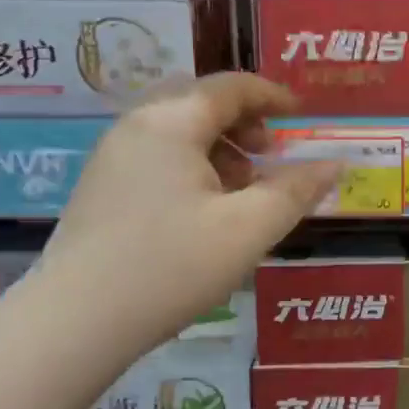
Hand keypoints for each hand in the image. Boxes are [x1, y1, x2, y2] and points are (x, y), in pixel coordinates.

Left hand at [45, 74, 339, 353]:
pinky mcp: (99, 187)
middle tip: (268, 154)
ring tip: (241, 192)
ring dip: (218, 146)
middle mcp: (136, 126)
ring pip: (176, 131)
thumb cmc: (172, 267)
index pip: (230, 86)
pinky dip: (191, 166)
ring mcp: (111, 157)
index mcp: (171, 122)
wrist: (75, 322)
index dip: (272, 95)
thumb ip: (296, 190)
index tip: (300, 115)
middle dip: (243, 121)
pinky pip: (156, 156)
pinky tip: (203, 212)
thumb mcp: (249, 229)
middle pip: (200, 102)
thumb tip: (334, 164)